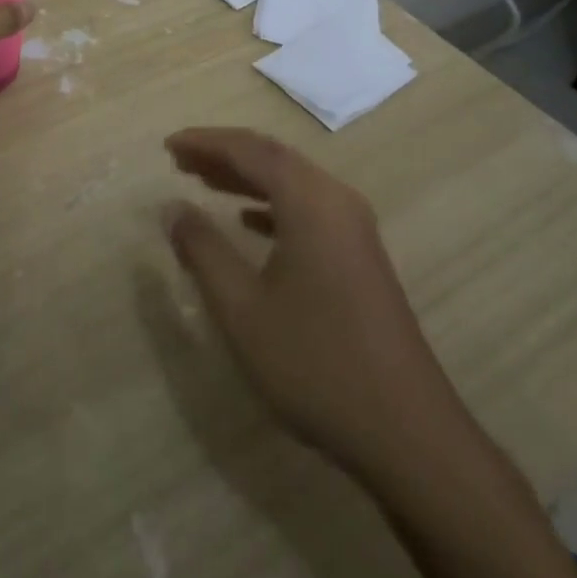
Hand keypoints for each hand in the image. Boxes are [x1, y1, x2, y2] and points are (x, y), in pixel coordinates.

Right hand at [163, 128, 458, 484]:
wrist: (407, 434)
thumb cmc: (315, 363)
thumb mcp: (243, 309)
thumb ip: (203, 250)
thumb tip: (172, 207)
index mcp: (310, 200)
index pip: (249, 150)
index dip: (205, 142)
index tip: (168, 145)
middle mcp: (336, 199)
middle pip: (272, 158)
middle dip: (223, 154)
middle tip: (179, 160)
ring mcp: (354, 228)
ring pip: (291, 183)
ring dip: (246, 178)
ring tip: (203, 182)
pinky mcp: (360, 255)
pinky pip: (307, 208)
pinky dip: (271, 205)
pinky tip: (248, 222)